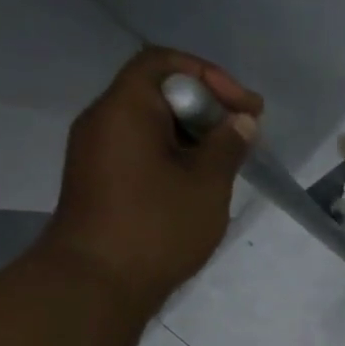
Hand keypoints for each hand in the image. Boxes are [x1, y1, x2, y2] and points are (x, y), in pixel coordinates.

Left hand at [39, 47, 260, 314]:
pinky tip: (200, 181)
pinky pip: (142, 148)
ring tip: (229, 160)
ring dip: (194, 133)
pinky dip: (176, 153)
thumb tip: (240, 122)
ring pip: (152, 122)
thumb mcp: (206, 184)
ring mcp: (99, 151)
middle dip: (207, 106)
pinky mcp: (102, 178)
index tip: (247, 108)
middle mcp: (105, 120)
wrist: (97, 281)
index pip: (164, 63)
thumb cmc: (157, 227)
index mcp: (125, 109)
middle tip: (245, 134)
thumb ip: (227, 146)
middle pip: (158, 90)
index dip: (211, 76)